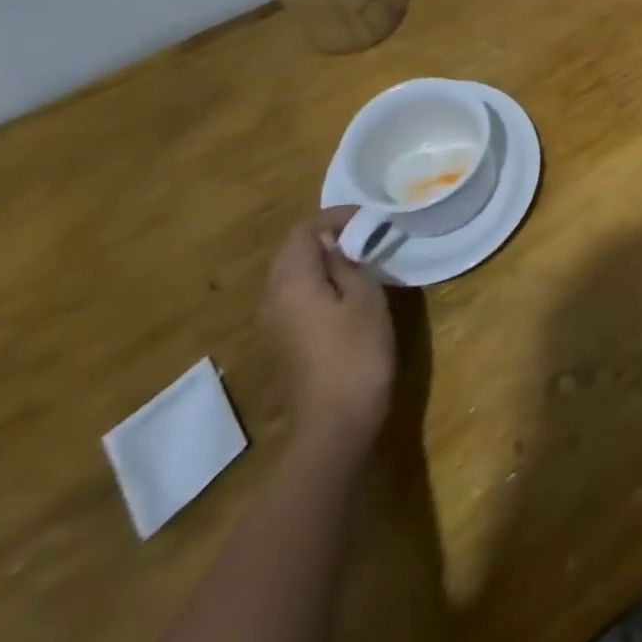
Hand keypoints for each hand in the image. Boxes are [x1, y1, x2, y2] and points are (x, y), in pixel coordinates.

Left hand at [261, 208, 396, 449]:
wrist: (334, 424)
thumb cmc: (356, 352)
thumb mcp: (364, 296)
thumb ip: (349, 261)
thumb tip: (340, 243)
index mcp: (291, 282)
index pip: (303, 230)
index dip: (336, 217)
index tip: (369, 220)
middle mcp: (272, 298)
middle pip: (293, 251)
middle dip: (328, 236)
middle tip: (367, 236)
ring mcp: (273, 324)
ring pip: (293, 274)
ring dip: (323, 260)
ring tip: (361, 260)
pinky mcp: (282, 343)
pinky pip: (295, 296)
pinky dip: (318, 283)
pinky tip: (347, 293)